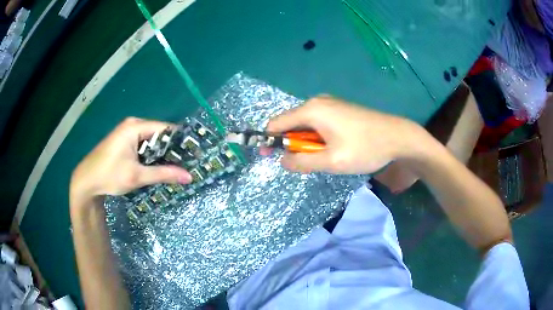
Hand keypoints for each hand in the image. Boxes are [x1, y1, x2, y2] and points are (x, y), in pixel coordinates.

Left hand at [70, 117, 191, 207]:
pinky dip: (150, 154)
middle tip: (185, 164)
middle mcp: (132, 125)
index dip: (179, 141)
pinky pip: (142, 144)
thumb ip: (163, 174)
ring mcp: (126, 132)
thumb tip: (189, 176)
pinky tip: (156, 166)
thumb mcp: (137, 176)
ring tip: (174, 167)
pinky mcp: (123, 141)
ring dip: (160, 153)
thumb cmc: (110, 175)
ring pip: (150, 140)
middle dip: (170, 149)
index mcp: (135, 127)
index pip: (165, 128)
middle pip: (158, 133)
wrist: (86, 181)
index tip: (192, 154)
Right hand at [266, 96, 427, 173]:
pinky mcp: (340, 108)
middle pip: (291, 123)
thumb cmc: (364, 148)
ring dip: (307, 143)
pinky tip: (333, 147)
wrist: (397, 137)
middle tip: (307, 163)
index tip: (270, 157)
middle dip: (292, 144)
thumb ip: (302, 162)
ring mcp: (330, 103)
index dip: (269, 140)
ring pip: (306, 125)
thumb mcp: (331, 161)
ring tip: (325, 157)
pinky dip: (318, 137)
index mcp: (311, 110)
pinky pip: (319, 123)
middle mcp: (317, 102)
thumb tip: (283, 161)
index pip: (276, 123)